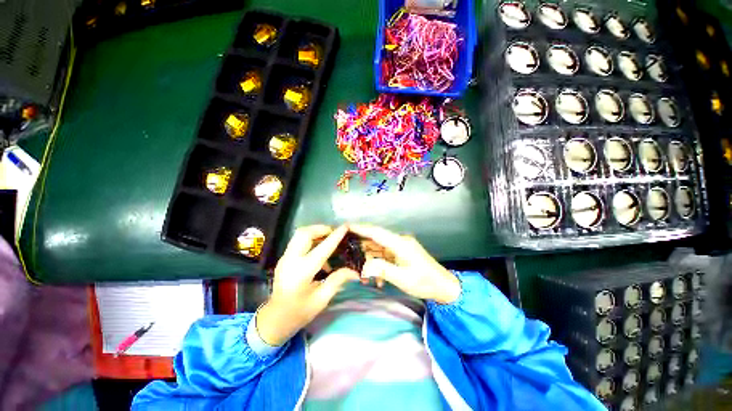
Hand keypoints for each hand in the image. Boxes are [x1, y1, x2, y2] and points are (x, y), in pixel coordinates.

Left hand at [256, 225, 359, 345]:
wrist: (274, 319)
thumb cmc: (299, 312)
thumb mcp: (321, 299)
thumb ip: (337, 280)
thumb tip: (355, 272)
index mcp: (303, 272)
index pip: (322, 248)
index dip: (335, 236)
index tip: (345, 226)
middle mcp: (291, 260)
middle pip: (304, 233)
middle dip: (321, 229)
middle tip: (334, 233)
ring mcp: (285, 258)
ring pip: (299, 234)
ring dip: (315, 232)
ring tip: (328, 239)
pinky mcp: (284, 258)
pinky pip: (297, 241)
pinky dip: (310, 239)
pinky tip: (319, 251)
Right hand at [349, 224, 460, 304]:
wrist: (443, 287)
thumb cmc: (424, 282)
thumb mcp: (402, 278)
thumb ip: (382, 269)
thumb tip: (364, 265)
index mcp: (400, 244)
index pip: (377, 233)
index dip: (361, 228)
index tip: (347, 226)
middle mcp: (399, 242)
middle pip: (376, 240)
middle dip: (362, 247)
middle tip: (347, 252)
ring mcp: (400, 248)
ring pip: (379, 249)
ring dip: (370, 261)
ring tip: (361, 274)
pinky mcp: (401, 254)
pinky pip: (385, 256)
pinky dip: (379, 266)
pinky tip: (378, 280)